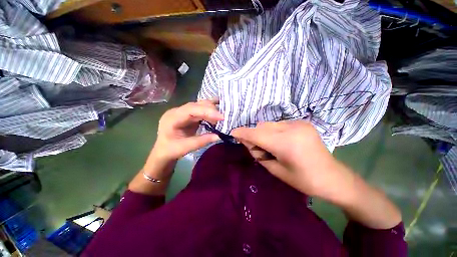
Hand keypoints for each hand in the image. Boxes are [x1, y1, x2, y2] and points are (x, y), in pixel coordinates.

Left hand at [150, 99, 222, 163]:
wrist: (162, 154)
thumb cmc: (170, 151)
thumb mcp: (184, 148)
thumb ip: (201, 141)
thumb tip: (219, 136)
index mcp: (172, 117)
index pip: (191, 109)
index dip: (207, 111)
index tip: (221, 116)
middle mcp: (176, 111)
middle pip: (195, 105)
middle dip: (210, 109)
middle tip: (225, 116)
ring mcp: (181, 113)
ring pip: (197, 107)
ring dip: (210, 110)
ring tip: (223, 115)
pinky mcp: (186, 117)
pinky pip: (198, 112)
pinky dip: (208, 114)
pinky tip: (217, 116)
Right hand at [231, 120, 353, 198]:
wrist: (330, 176)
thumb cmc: (304, 180)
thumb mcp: (278, 171)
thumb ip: (260, 155)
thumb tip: (248, 143)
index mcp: (286, 143)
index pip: (257, 133)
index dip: (242, 133)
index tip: (232, 133)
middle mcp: (293, 127)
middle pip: (264, 126)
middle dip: (255, 135)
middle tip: (257, 151)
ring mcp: (300, 123)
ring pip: (273, 123)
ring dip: (267, 133)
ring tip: (272, 148)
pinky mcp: (305, 123)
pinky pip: (284, 124)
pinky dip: (277, 131)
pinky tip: (283, 143)